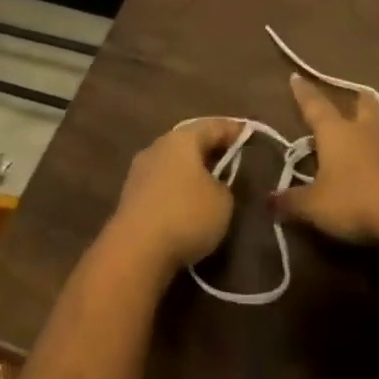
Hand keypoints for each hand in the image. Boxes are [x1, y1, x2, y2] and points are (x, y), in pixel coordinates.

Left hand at [104, 119, 244, 274]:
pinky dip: (176, 191)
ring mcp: (140, 171)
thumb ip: (224, 186)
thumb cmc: (186, 216)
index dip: (233, 130)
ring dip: (190, 172)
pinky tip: (186, 205)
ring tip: (209, 185)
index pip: (213, 126)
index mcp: (183, 139)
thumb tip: (214, 186)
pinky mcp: (131, 197)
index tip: (248, 133)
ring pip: (173, 164)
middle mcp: (159, 146)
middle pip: (190, 142)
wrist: (135, 251)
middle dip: (209, 150)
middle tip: (229, 158)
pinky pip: (162, 185)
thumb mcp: (222, 202)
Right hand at [272, 73, 378, 243]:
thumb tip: (268, 201)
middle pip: (364, 104)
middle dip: (357, 99)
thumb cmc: (354, 199)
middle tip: (355, 97)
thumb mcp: (316, 206)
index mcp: (336, 132)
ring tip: (374, 138)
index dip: (303, 93)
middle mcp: (365, 130)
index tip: (296, 76)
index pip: (315, 106)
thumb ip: (293, 202)